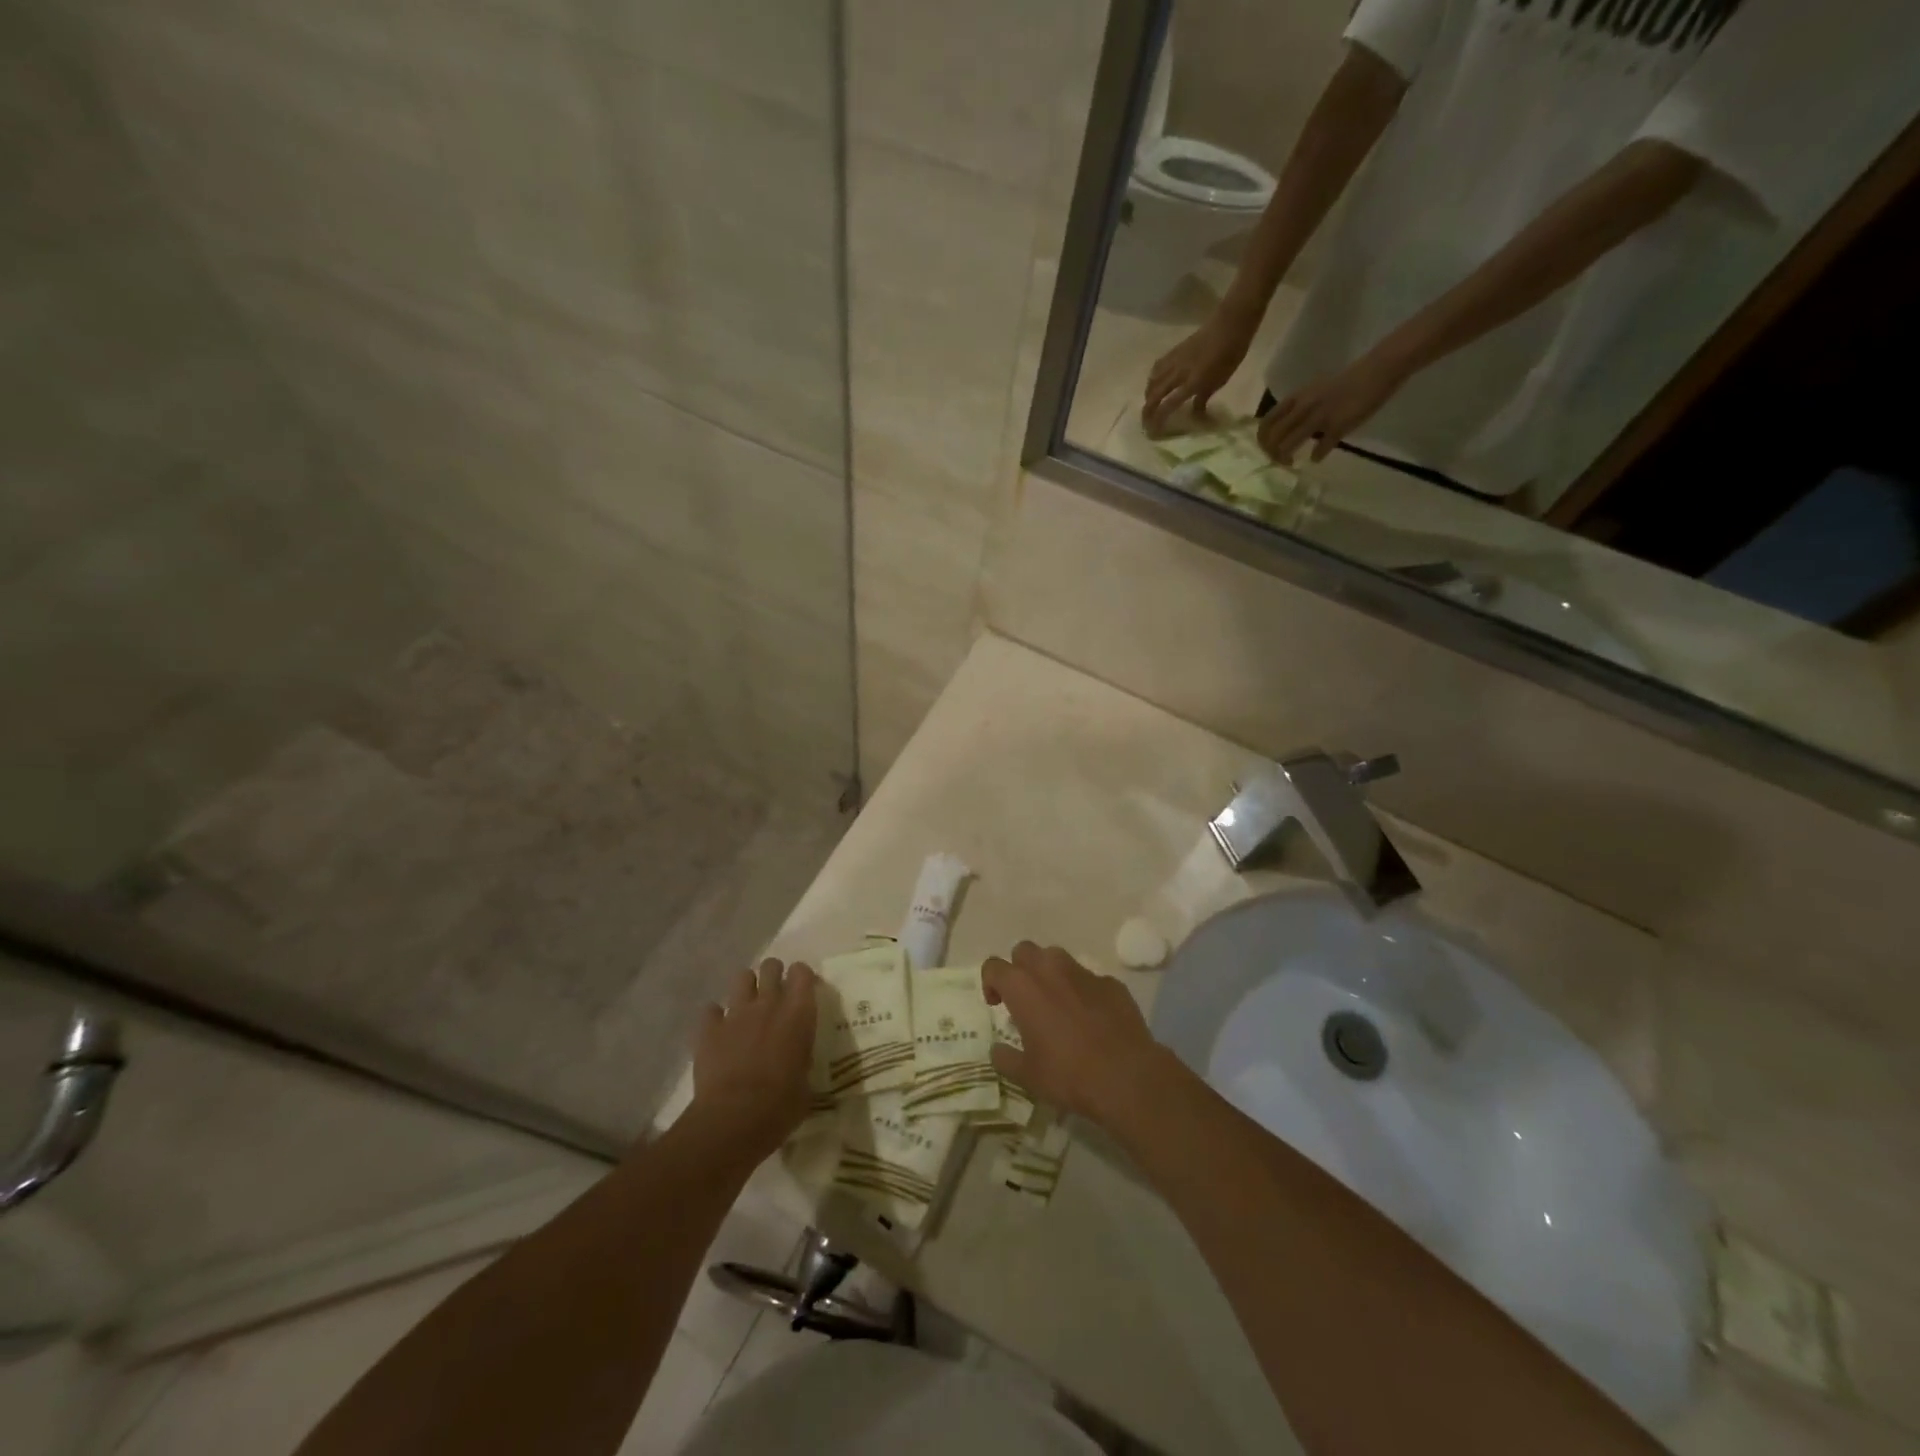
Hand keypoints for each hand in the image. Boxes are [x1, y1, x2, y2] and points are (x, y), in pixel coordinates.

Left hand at [689, 959, 816, 1161]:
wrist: (733, 1119)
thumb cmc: (780, 1106)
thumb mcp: (805, 1083)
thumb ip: (802, 1059)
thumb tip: (798, 1062)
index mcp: (798, 1013)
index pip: (802, 972)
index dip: (802, 977)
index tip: (804, 990)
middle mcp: (768, 1003)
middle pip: (771, 966)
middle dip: (774, 974)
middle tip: (776, 995)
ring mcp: (736, 1013)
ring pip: (741, 977)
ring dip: (747, 988)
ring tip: (748, 1008)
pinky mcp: (708, 1029)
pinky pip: (710, 1010)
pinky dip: (715, 1018)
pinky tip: (719, 1033)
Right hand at [981, 942, 1179, 1129]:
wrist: (1126, 1076)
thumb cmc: (1068, 1074)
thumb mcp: (1027, 1075)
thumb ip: (1006, 1058)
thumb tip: (997, 1050)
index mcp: (1022, 987)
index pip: (994, 966)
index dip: (990, 982)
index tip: (996, 1004)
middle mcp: (1050, 969)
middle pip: (1025, 951)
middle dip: (1020, 968)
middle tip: (1024, 999)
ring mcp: (1083, 973)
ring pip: (1057, 958)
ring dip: (1050, 974)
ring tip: (1056, 1003)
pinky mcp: (1111, 983)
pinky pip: (1089, 979)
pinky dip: (1083, 991)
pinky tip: (1091, 1018)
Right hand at [1142, 307, 1259, 435]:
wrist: (1230, 325)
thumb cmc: (1230, 355)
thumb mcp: (1220, 381)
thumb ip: (1203, 398)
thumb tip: (1194, 414)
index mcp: (1192, 383)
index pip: (1168, 406)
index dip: (1158, 420)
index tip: (1153, 432)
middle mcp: (1178, 374)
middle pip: (1154, 395)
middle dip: (1147, 410)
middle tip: (1145, 422)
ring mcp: (1174, 361)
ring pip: (1152, 381)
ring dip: (1148, 395)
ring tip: (1149, 403)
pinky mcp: (1173, 351)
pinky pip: (1156, 368)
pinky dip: (1152, 378)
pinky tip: (1154, 382)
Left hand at [1256, 345, 1414, 464]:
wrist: (1378, 370)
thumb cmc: (1344, 383)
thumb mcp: (1313, 391)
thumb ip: (1298, 408)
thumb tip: (1284, 429)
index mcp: (1297, 398)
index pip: (1266, 422)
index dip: (1263, 440)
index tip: (1269, 449)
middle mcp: (1303, 407)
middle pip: (1274, 438)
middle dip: (1272, 454)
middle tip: (1280, 460)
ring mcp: (1320, 417)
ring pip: (1289, 445)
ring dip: (1286, 459)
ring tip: (1292, 463)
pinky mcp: (1339, 426)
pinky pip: (1320, 449)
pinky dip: (1316, 457)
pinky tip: (1317, 458)